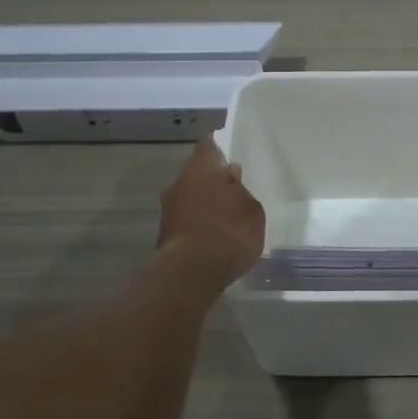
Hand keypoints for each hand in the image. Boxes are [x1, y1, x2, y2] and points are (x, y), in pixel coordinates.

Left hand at [158, 137, 265, 281]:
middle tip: (232, 188)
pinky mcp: (165, 234)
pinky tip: (214, 235)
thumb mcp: (252, 211)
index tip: (228, 151)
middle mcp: (179, 183)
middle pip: (197, 173)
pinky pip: (186, 219)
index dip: (218, 146)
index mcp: (201, 169)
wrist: (191, 273)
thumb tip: (231, 177)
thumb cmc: (229, 232)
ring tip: (226, 215)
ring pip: (189, 197)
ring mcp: (168, 210)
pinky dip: (198, 223)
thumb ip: (241, 191)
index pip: (208, 145)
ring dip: (204, 202)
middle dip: (212, 179)